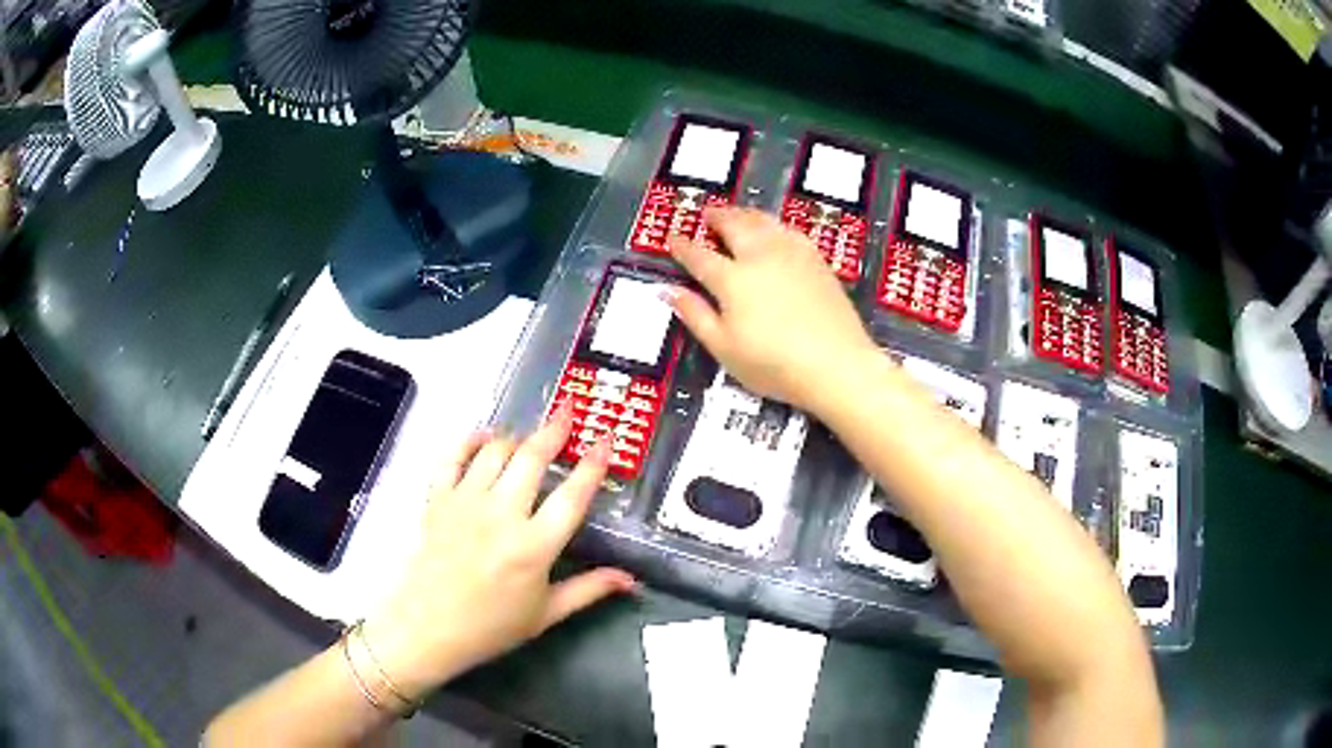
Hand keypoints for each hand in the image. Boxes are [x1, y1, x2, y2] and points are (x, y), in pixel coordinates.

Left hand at [362, 407, 634, 699]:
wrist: (427, 629)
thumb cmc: (490, 627)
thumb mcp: (546, 615)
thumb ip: (589, 590)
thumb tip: (630, 579)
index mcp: (534, 547)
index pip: (572, 496)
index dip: (593, 464)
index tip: (604, 439)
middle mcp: (501, 515)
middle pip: (532, 458)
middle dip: (554, 430)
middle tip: (568, 412)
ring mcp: (465, 503)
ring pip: (495, 451)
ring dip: (516, 436)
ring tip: (529, 435)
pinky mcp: (437, 500)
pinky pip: (453, 456)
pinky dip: (469, 440)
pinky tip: (483, 436)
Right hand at [666, 207, 878, 413]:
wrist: (836, 365)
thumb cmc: (773, 364)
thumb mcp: (724, 348)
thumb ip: (695, 315)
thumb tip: (668, 290)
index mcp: (732, 279)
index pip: (699, 256)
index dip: (683, 247)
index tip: (672, 239)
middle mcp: (760, 256)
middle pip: (734, 226)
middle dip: (717, 217)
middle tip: (707, 214)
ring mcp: (792, 254)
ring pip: (764, 222)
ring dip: (745, 214)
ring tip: (737, 214)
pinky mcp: (817, 261)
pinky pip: (789, 231)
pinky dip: (774, 225)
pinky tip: (775, 230)